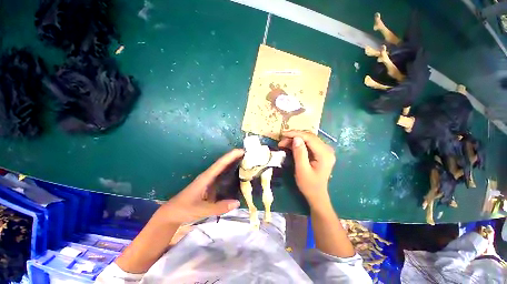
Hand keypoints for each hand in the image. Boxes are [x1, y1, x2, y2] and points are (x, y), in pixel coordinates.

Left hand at [153, 149, 243, 225]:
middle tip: (248, 156)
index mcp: (206, 178)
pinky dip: (230, 174)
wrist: (172, 214)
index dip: (231, 156)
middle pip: (223, 163)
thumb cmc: (184, 209)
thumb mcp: (201, 210)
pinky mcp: (210, 186)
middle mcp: (208, 176)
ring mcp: (209, 181)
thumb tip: (237, 202)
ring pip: (223, 169)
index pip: (220, 164)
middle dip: (235, 158)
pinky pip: (222, 177)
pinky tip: (237, 177)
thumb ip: (219, 207)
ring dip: (233, 164)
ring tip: (246, 163)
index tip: (242, 151)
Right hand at [278, 131, 335, 206]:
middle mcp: (327, 150)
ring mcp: (324, 151)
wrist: (316, 195)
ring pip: (308, 139)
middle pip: (309, 137)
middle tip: (281, 141)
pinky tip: (289, 146)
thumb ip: (299, 153)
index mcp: (324, 154)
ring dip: (295, 140)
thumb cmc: (309, 185)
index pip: (310, 138)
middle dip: (294, 136)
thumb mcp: (302, 170)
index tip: (283, 134)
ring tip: (283, 143)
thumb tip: (296, 138)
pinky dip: (298, 144)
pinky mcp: (320, 153)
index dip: (296, 134)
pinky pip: (308, 144)